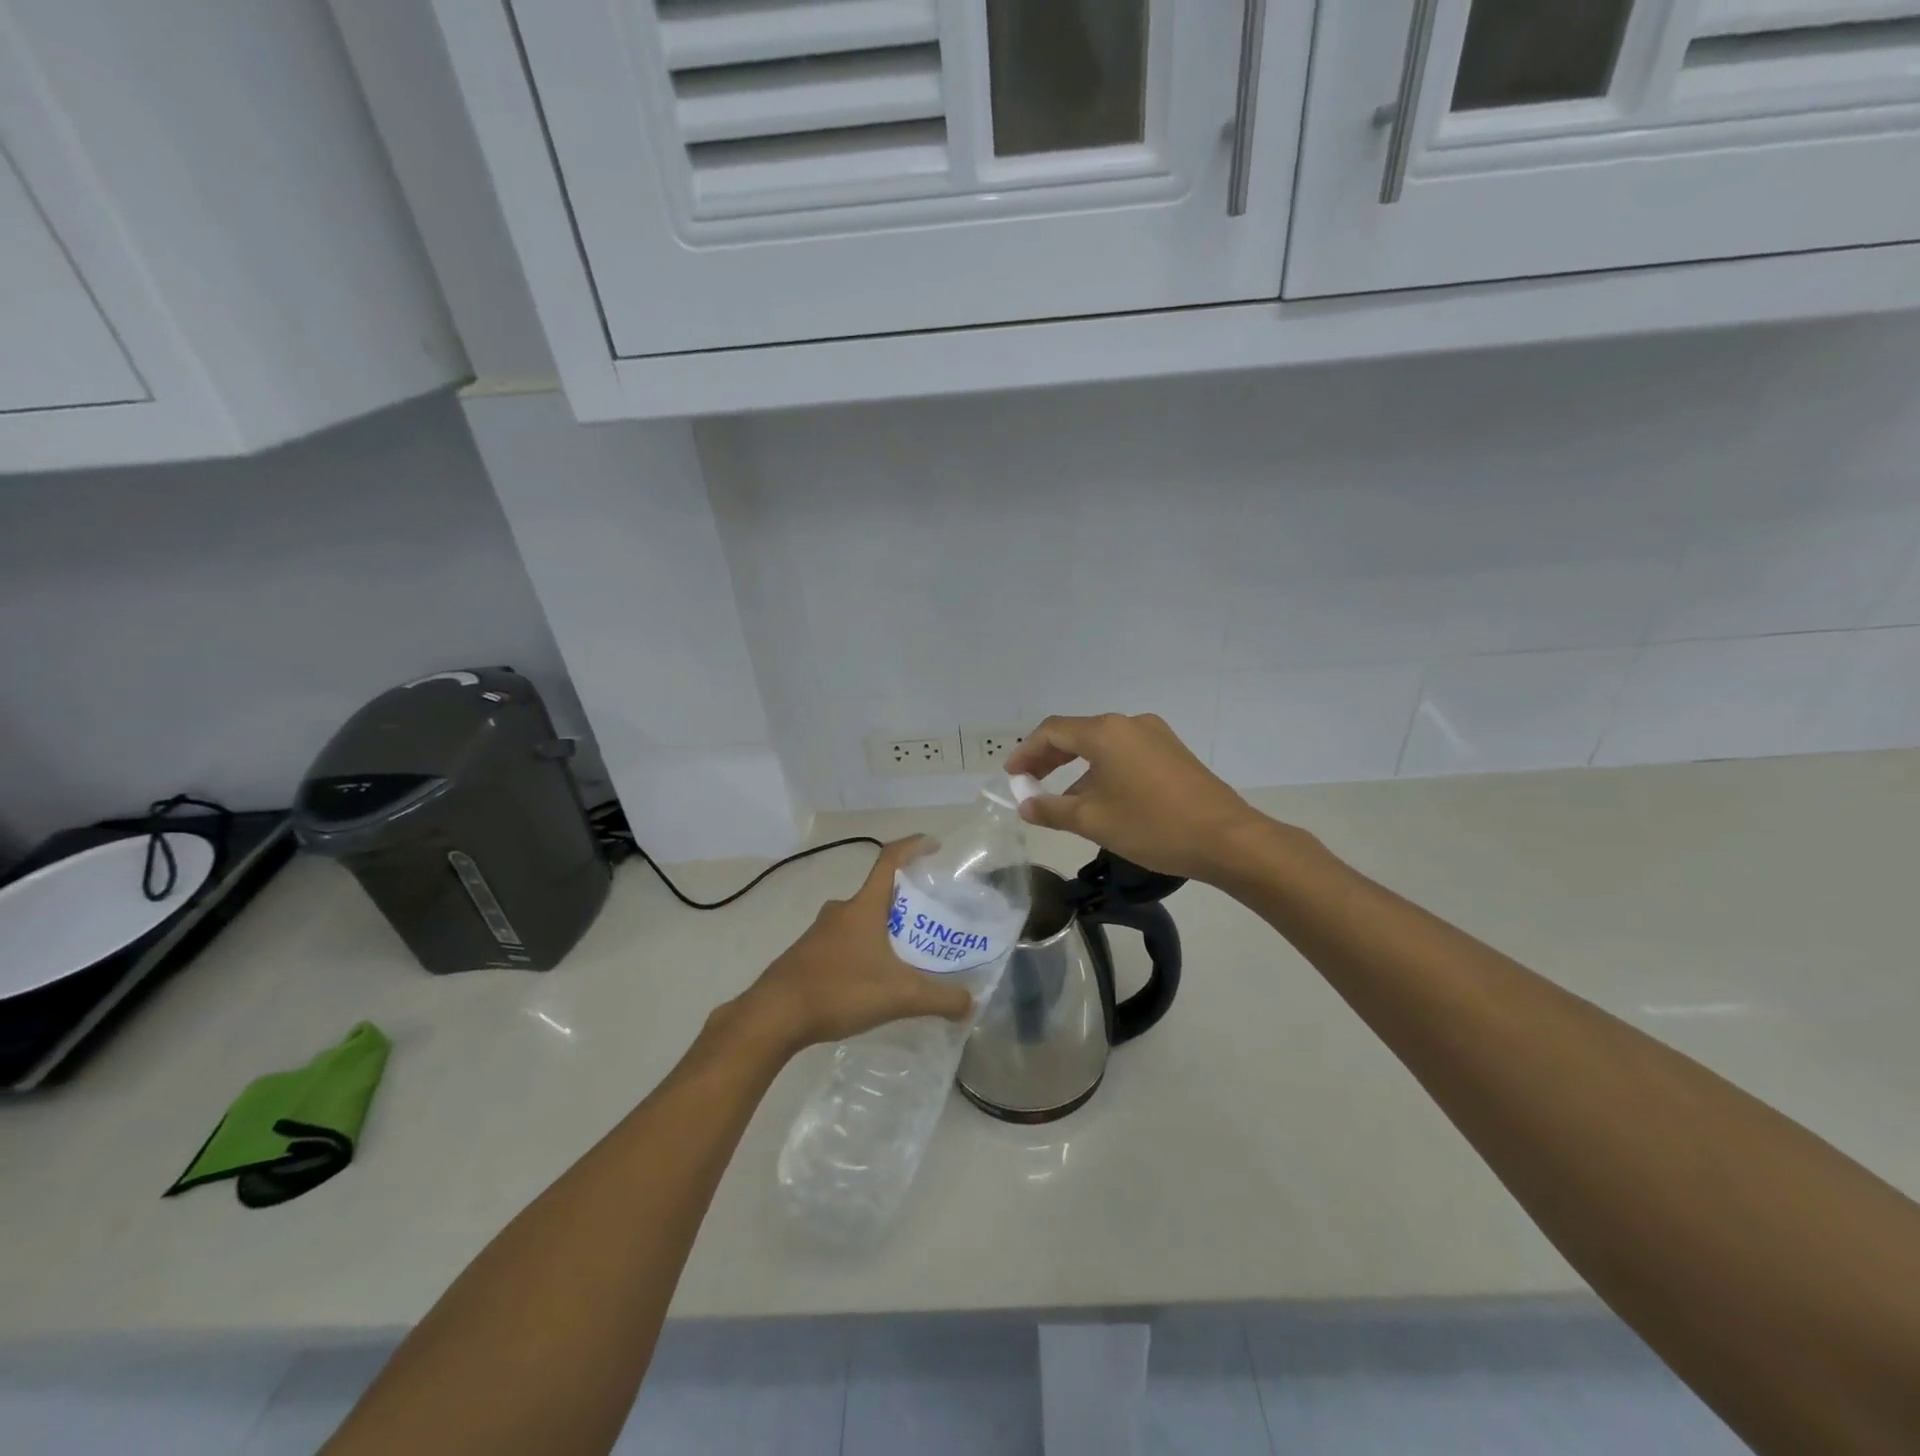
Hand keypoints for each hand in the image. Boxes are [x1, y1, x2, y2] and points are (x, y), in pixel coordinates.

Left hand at [731, 838, 973, 1056]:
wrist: (774, 1016)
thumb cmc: (839, 990)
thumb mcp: (900, 996)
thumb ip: (940, 999)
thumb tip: (971, 1004)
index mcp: (864, 907)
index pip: (890, 860)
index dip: (913, 847)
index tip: (934, 844)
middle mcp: (841, 911)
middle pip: (878, 893)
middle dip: (905, 901)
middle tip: (931, 918)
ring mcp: (820, 933)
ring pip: (860, 919)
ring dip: (883, 928)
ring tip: (907, 953)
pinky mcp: (807, 955)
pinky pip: (844, 941)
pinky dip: (864, 950)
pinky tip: (874, 979)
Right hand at [1005, 713, 1266, 884]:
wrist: (1227, 839)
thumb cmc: (1153, 826)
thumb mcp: (1093, 821)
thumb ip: (1052, 809)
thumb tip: (1025, 804)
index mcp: (1106, 732)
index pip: (1052, 731)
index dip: (1026, 752)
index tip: (1011, 776)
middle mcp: (1129, 723)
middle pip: (1077, 734)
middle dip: (1048, 758)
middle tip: (1028, 783)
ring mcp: (1155, 735)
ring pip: (1103, 745)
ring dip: (1077, 767)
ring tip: (1061, 800)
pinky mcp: (1172, 752)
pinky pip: (1125, 754)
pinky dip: (1102, 770)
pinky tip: (1100, 799)